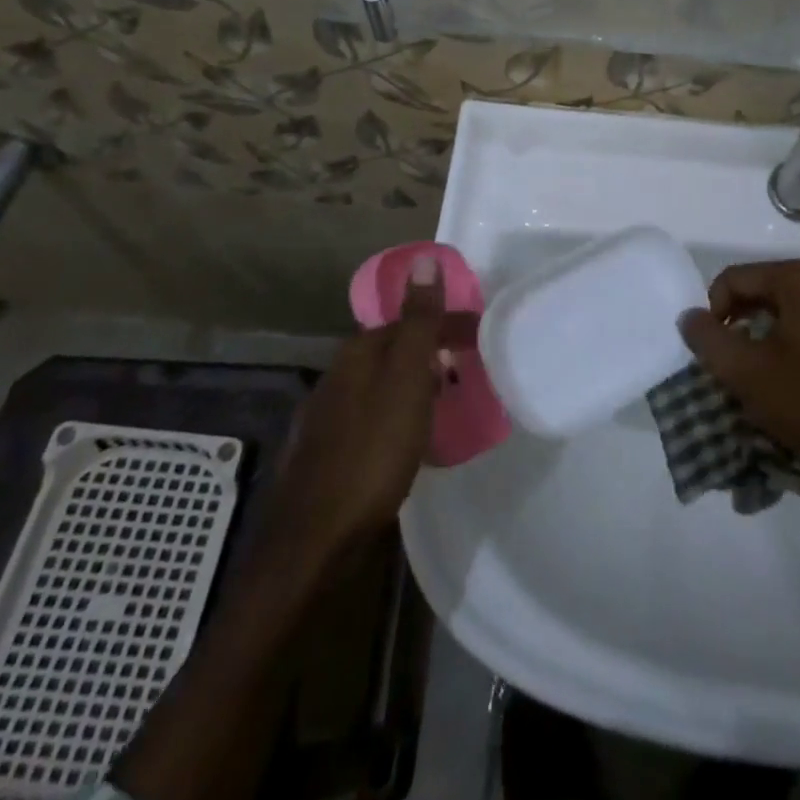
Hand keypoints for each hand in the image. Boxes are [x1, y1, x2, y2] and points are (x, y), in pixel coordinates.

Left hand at [253, 257, 463, 579]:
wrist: (317, 540)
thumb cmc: (372, 452)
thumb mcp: (405, 380)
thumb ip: (418, 322)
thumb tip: (424, 259)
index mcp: (357, 354)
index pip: (408, 322)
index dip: (447, 324)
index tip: (482, 336)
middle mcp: (337, 378)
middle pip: (392, 351)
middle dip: (431, 352)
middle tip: (471, 367)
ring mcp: (330, 418)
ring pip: (382, 386)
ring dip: (416, 384)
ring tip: (449, 401)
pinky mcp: (330, 455)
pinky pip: (375, 418)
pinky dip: (400, 415)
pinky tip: (411, 439)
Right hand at [679, 259, 799, 530]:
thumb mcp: (747, 372)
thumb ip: (708, 339)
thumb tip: (689, 317)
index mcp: (797, 280)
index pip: (731, 280)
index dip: (712, 314)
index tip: (713, 353)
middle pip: (757, 294)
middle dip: (735, 328)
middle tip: (729, 368)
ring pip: (781, 316)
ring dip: (759, 343)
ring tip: (756, 381)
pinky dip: (786, 352)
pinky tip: (788, 387)